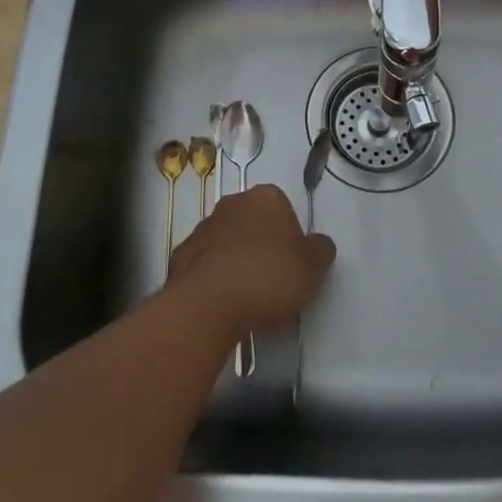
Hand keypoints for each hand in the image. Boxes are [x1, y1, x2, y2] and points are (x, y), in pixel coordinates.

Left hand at [167, 184, 336, 337]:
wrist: (209, 303)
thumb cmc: (268, 276)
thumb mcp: (313, 266)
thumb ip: (320, 250)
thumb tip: (319, 245)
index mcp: (266, 197)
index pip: (284, 210)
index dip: (291, 238)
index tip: (293, 265)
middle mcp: (233, 204)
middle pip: (254, 224)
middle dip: (262, 247)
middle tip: (273, 281)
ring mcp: (203, 228)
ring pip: (228, 243)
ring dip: (237, 262)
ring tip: (248, 299)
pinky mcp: (180, 255)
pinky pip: (206, 265)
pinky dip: (214, 279)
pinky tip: (223, 304)